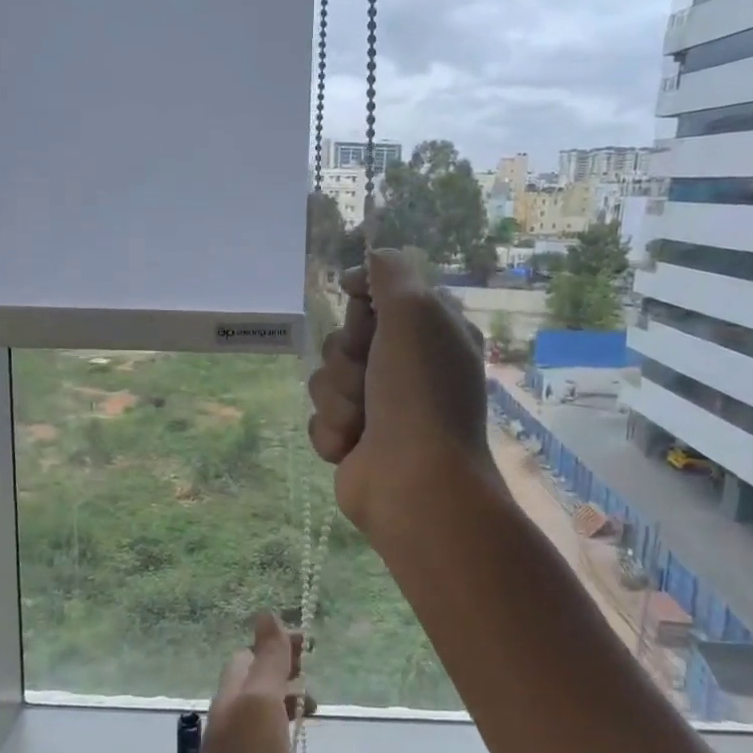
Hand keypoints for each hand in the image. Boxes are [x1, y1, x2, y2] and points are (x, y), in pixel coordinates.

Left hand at [157, 612, 305, 752]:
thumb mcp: (259, 703)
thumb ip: (267, 661)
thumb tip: (265, 613)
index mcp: (231, 699)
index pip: (248, 657)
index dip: (277, 645)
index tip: (311, 643)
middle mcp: (234, 724)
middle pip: (257, 685)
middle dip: (285, 671)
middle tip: (316, 670)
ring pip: (266, 717)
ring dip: (289, 703)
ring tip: (317, 706)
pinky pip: (274, 750)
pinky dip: (290, 737)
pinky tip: (304, 748)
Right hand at [307, 248, 499, 540]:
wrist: (413, 483)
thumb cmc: (419, 394)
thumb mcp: (415, 313)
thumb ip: (391, 272)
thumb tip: (364, 268)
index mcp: (432, 334)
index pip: (381, 296)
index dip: (363, 302)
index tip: (358, 307)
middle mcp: (408, 367)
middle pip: (344, 338)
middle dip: (346, 359)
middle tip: (370, 379)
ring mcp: (380, 407)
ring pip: (326, 378)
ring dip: (338, 399)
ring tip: (363, 422)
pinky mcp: (355, 440)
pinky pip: (319, 418)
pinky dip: (332, 431)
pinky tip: (353, 447)